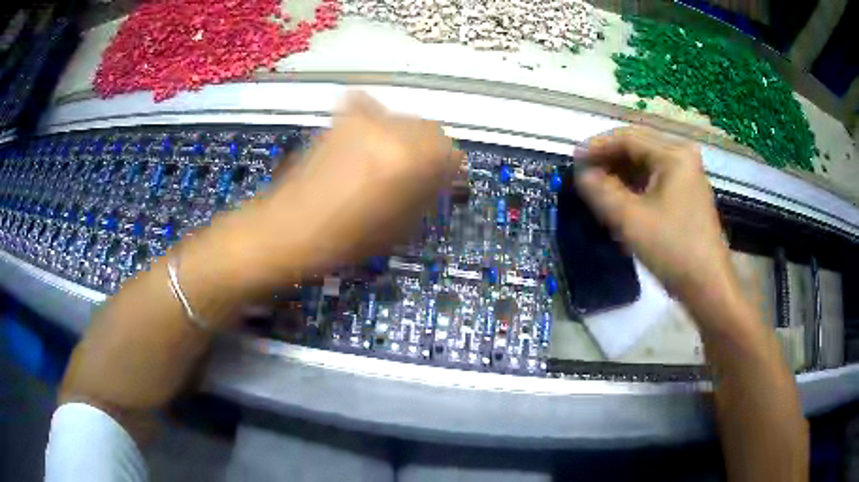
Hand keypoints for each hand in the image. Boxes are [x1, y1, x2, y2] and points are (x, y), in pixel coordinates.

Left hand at [247, 92, 461, 279]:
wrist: (289, 228)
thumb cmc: (346, 239)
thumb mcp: (400, 226)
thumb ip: (428, 195)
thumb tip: (441, 178)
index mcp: (410, 160)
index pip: (451, 153)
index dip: (450, 172)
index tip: (443, 185)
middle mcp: (391, 129)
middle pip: (431, 129)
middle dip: (431, 152)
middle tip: (418, 176)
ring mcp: (363, 119)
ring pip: (404, 119)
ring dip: (406, 138)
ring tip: (388, 161)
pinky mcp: (340, 119)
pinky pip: (370, 107)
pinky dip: (376, 120)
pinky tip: (367, 139)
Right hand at [575, 127, 737, 305]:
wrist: (707, 286)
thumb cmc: (672, 249)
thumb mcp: (630, 220)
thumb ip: (601, 191)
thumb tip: (582, 174)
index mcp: (673, 155)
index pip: (628, 138)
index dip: (597, 146)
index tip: (573, 160)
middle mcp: (683, 158)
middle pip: (638, 148)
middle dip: (609, 159)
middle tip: (583, 174)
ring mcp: (687, 176)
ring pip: (646, 165)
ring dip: (621, 174)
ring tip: (597, 188)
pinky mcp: (687, 195)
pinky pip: (655, 180)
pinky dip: (635, 186)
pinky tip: (620, 199)